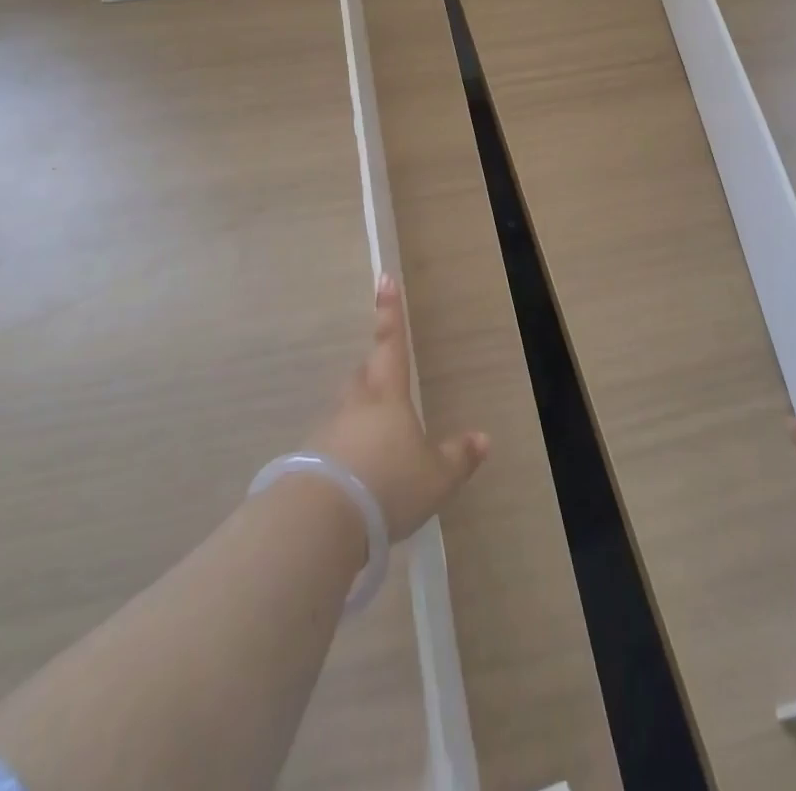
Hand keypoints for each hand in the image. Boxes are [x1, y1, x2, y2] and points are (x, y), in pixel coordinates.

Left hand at [303, 274, 489, 542]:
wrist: (323, 517)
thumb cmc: (388, 484)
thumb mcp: (435, 477)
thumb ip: (458, 457)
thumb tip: (483, 439)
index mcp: (388, 394)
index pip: (391, 342)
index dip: (390, 311)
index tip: (383, 278)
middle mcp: (356, 402)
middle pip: (365, 374)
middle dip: (376, 371)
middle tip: (387, 378)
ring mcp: (329, 427)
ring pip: (348, 408)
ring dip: (361, 415)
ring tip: (377, 440)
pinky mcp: (312, 456)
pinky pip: (334, 441)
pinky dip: (346, 449)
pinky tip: (356, 474)